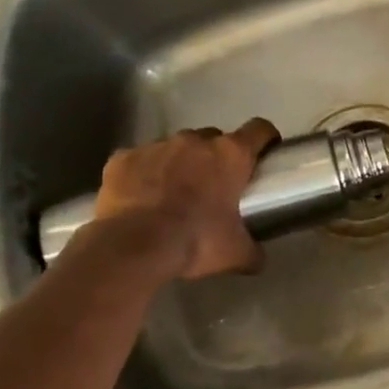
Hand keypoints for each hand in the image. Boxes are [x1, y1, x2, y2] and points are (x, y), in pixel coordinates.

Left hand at [88, 119, 278, 279]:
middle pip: (213, 137)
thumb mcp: (234, 253)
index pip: (259, 129)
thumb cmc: (196, 241)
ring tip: (172, 194)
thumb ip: (251, 250)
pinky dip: (142, 174)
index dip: (265, 138)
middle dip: (215, 156)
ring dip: (179, 164)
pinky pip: (138, 160)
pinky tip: (139, 198)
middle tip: (213, 185)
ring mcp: (156, 146)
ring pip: (175, 147)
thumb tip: (257, 259)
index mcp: (230, 155)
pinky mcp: (123, 158)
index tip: (264, 151)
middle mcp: (195, 140)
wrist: (133, 247)